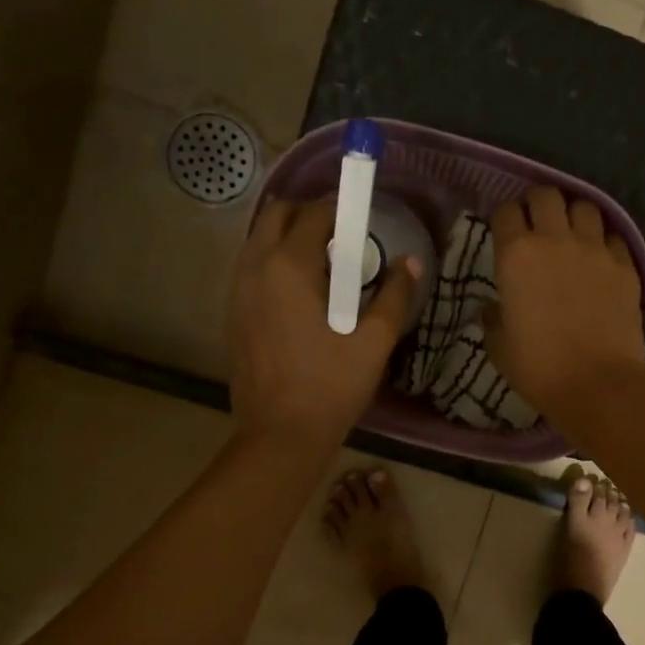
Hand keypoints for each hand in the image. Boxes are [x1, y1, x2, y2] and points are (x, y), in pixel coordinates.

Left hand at [228, 197, 420, 451]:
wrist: (280, 435)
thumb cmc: (331, 387)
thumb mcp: (374, 342)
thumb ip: (394, 296)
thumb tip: (411, 264)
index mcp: (290, 267)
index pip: (314, 214)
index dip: (342, 210)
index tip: (364, 220)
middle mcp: (256, 268)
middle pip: (276, 214)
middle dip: (309, 214)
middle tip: (342, 237)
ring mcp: (237, 291)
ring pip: (259, 240)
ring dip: (288, 237)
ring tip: (323, 264)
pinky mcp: (232, 314)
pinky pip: (251, 267)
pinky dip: (274, 262)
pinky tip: (300, 293)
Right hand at [486, 187, 644, 435]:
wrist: (597, 384)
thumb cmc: (539, 368)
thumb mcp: (499, 347)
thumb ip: (493, 319)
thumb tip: (492, 309)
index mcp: (516, 255)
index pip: (506, 211)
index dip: (504, 218)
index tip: (504, 232)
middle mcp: (556, 240)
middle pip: (547, 195)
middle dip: (538, 204)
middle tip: (537, 226)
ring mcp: (595, 249)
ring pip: (585, 207)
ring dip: (574, 216)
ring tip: (572, 236)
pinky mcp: (625, 265)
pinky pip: (613, 237)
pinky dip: (604, 242)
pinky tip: (599, 260)